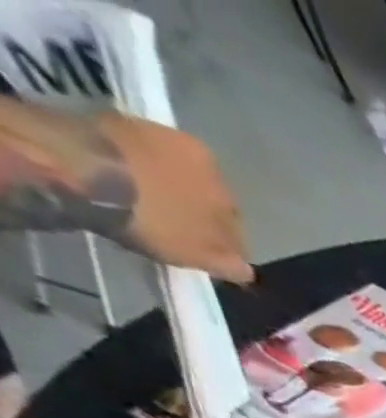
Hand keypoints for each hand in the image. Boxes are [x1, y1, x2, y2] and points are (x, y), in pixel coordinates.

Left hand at [98, 114, 251, 281]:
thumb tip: (246, 271)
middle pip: (207, 193)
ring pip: (175, 171)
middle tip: (180, 225)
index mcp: (230, 195)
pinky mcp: (120, 120)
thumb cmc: (153, 219)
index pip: (236, 225)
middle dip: (198, 208)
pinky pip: (139, 151)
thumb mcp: (198, 255)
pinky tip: (124, 179)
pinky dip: (137, 166)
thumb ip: (229, 264)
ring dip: (168, 185)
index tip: (212, 251)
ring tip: (150, 201)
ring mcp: (162, 135)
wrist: (81, 166)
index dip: (226, 241)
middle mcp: (206, 162)